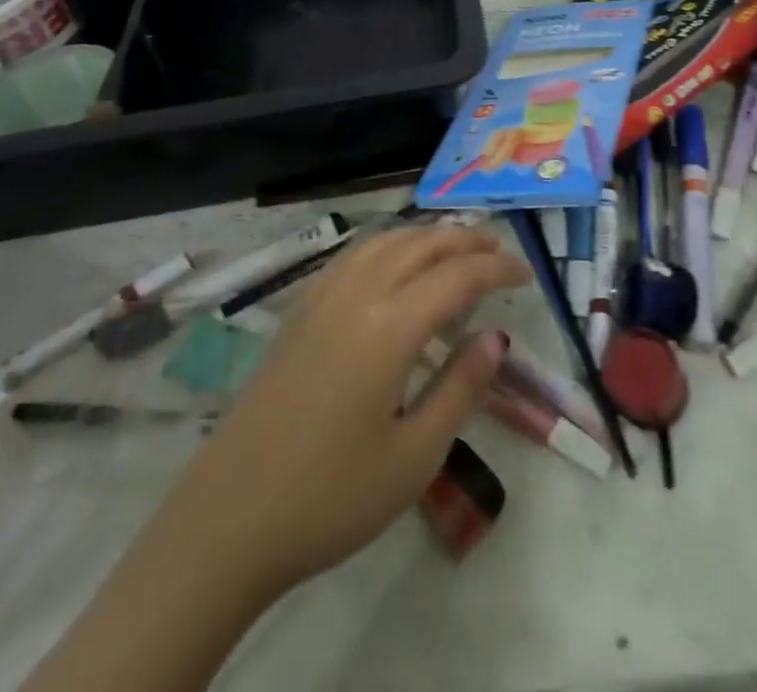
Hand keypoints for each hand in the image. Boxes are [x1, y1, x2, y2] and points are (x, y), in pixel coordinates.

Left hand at [168, 223, 530, 602]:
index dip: (497, 269)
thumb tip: (496, 337)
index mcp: (389, 326)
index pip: (457, 276)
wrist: (227, 520)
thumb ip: (461, 387)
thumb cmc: (330, 497)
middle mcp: (356, 294)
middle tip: (500, 251)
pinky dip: (388, 244)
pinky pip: (353, 255)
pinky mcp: (298, 312)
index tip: (528, 275)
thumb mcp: (414, 456)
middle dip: (466, 241)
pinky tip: (393, 263)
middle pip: (421, 244)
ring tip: (455, 247)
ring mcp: (321, 298)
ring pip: (384, 241)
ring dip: (426, 235)